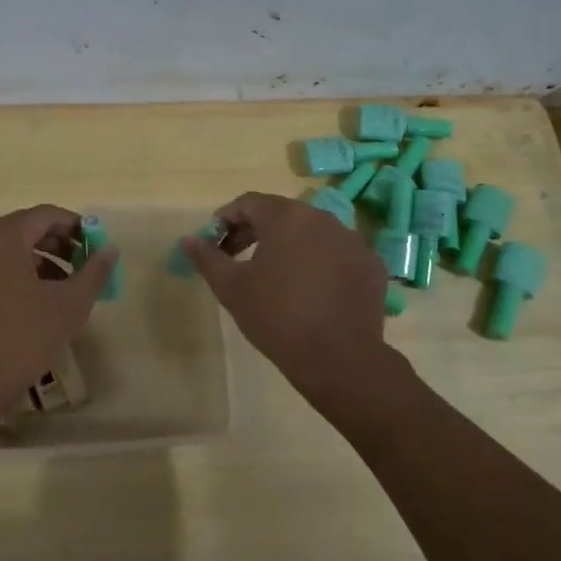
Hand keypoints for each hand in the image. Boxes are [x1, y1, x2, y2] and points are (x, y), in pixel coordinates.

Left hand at [0, 205, 117, 424]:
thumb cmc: (21, 338)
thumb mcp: (68, 305)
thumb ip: (93, 272)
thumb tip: (111, 250)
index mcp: (3, 236)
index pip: (47, 215)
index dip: (77, 227)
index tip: (98, 247)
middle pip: (27, 229)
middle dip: (61, 245)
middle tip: (86, 268)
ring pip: (12, 251)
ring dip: (43, 262)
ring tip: (67, 289)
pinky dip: (21, 275)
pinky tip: (40, 303)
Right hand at [179, 192, 386, 384]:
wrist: (339, 358)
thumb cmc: (277, 317)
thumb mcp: (231, 288)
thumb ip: (207, 258)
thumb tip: (188, 239)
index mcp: (287, 217)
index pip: (249, 203)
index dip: (226, 219)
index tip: (215, 242)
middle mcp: (323, 218)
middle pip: (282, 214)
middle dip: (255, 231)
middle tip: (236, 257)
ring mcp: (353, 240)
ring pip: (312, 233)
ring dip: (289, 246)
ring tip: (274, 275)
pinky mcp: (371, 264)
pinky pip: (337, 254)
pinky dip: (319, 263)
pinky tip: (310, 290)